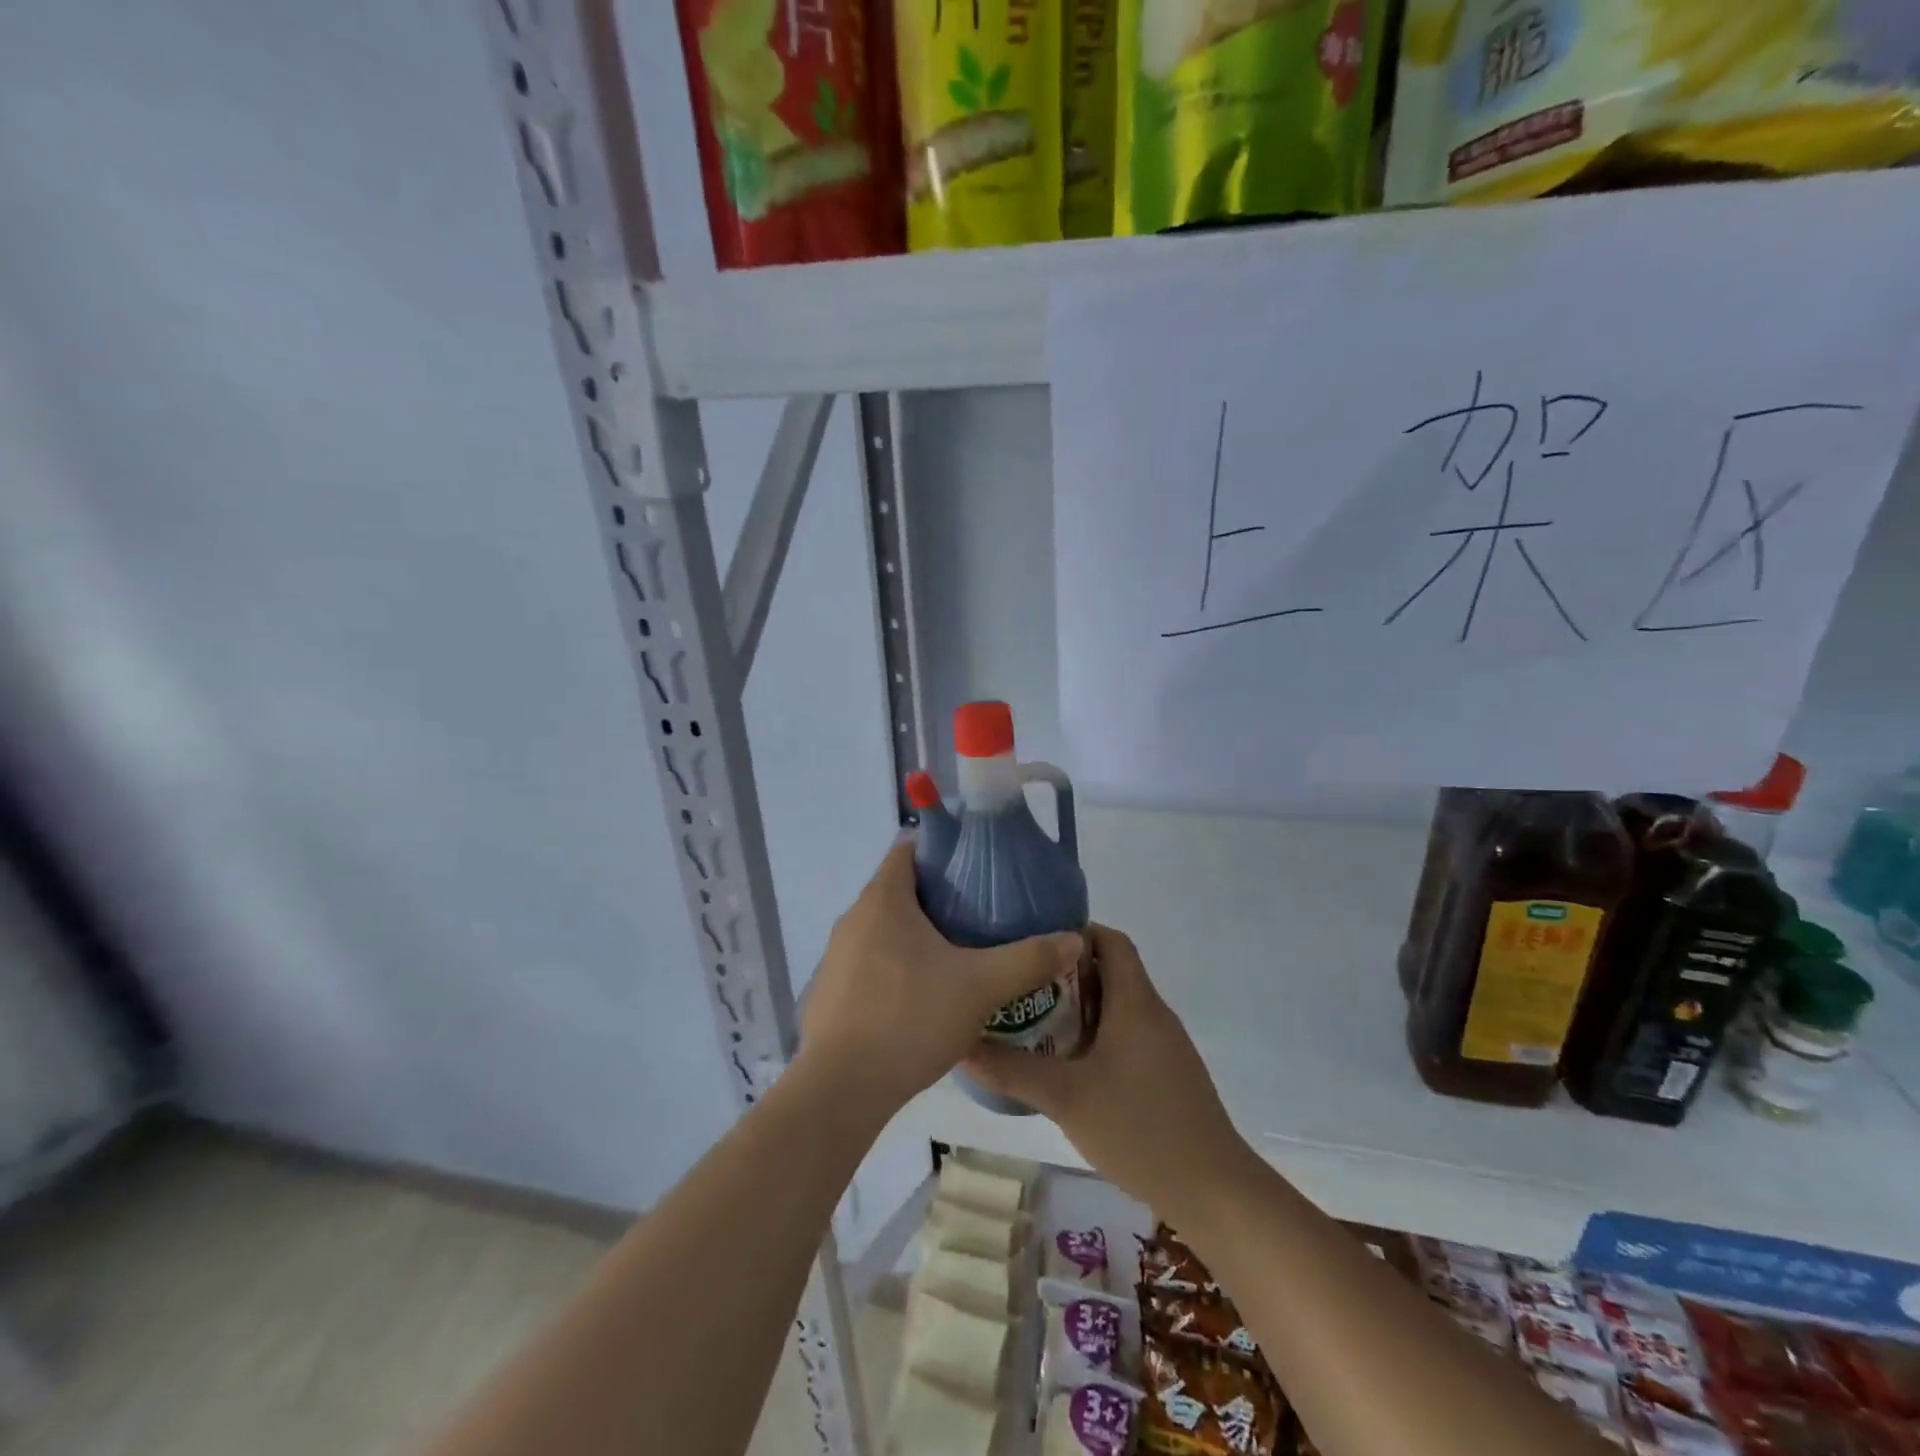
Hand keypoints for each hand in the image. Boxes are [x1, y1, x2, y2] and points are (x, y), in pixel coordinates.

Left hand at [798, 840, 1082, 1116]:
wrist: (840, 1090)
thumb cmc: (909, 1019)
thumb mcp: (980, 987)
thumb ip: (1029, 959)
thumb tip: (1074, 939)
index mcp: (883, 899)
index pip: (908, 849)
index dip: (943, 849)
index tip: (978, 865)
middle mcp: (854, 919)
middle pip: (899, 889)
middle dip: (940, 896)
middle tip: (983, 913)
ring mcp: (837, 957)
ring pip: (885, 929)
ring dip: (919, 935)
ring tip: (961, 954)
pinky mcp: (831, 993)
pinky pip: (871, 963)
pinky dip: (898, 966)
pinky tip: (926, 997)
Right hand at [965, 925, 1255, 1218]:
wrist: (1214, 1191)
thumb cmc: (1139, 1129)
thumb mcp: (1065, 1098)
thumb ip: (1012, 1071)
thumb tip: (962, 1047)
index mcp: (1135, 1002)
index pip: (1111, 940)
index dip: (1075, 932)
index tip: (1033, 940)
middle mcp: (1153, 1013)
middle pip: (1111, 970)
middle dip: (1066, 971)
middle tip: (1021, 981)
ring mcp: (1165, 1045)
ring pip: (1118, 1005)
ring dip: (1080, 1005)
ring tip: (1034, 1017)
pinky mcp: (1168, 1072)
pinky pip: (1128, 1034)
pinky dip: (1097, 1033)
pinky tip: (1069, 1062)